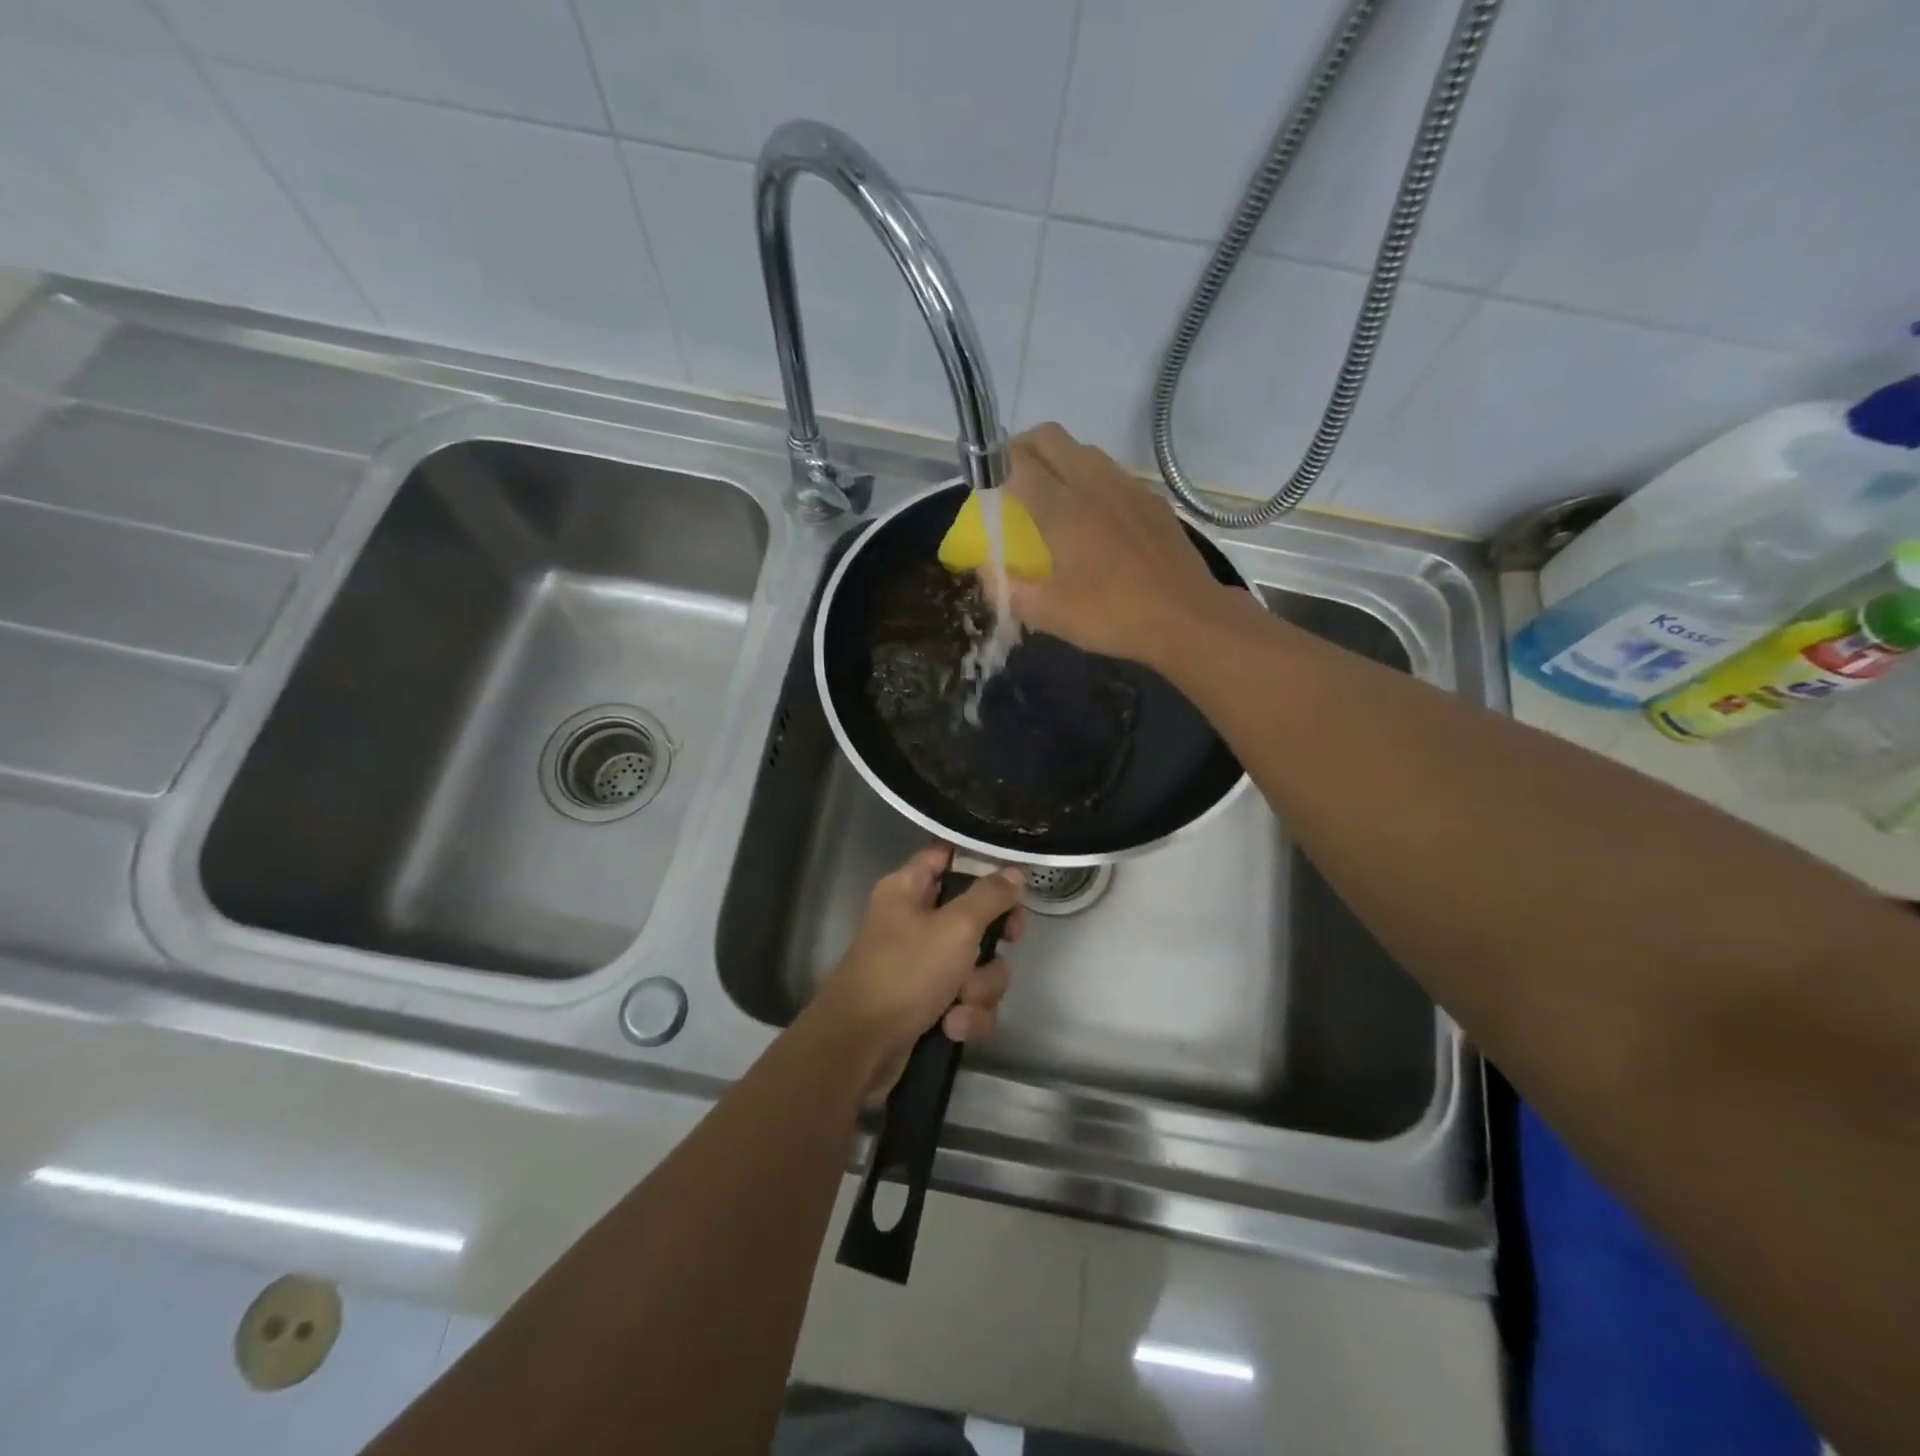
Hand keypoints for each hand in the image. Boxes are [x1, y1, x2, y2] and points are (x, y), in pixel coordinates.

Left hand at [811, 846, 1026, 1095]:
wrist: (859, 1049)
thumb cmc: (904, 972)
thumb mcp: (954, 927)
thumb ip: (990, 896)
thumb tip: (1015, 871)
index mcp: (908, 889)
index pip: (947, 856)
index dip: (980, 862)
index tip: (1014, 876)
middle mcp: (914, 921)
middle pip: (974, 914)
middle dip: (994, 938)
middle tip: (1011, 939)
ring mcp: (921, 965)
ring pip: (977, 963)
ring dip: (980, 987)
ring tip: (962, 1001)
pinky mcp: (928, 1004)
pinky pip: (966, 1000)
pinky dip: (966, 1014)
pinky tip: (952, 1028)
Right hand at [1005, 423, 1241, 669]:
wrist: (1186, 617)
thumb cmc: (1112, 615)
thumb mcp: (1048, 613)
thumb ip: (1008, 589)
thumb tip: (986, 571)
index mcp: (1061, 507)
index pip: (1016, 459)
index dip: (994, 465)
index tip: (987, 488)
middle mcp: (1092, 482)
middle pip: (1049, 437)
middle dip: (1022, 450)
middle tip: (1012, 483)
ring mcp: (1127, 486)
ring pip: (1083, 450)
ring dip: (1059, 463)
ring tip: (1052, 501)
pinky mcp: (1152, 499)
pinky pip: (1112, 473)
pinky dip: (1091, 481)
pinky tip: (1095, 520)